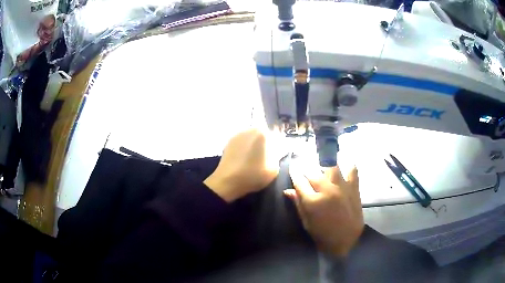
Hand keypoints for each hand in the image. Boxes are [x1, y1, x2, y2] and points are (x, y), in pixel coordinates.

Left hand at [204, 129, 280, 202]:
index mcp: (263, 133)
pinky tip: (245, 159)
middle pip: (264, 135)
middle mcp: (250, 129)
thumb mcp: (274, 169)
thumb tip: (277, 151)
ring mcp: (238, 134)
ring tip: (255, 159)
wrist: (227, 182)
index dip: (278, 147)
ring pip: (253, 138)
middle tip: (267, 158)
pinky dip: (246, 148)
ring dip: (256, 145)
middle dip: (267, 144)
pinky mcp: (229, 141)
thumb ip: (278, 156)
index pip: (277, 136)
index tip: (277, 156)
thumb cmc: (253, 175)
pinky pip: (243, 142)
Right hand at [284, 163, 363, 256]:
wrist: (347, 240)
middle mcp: (327, 190)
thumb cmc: (323, 235)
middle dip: (305, 169)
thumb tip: (287, 191)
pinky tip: (342, 169)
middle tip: (304, 170)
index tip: (292, 168)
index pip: (299, 180)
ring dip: (323, 165)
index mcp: (313, 202)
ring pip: (331, 166)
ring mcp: (342, 187)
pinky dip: (347, 167)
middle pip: (312, 172)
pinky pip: (351, 170)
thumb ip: (298, 204)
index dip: (294, 173)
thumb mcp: (306, 223)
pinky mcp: (354, 187)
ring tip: (321, 167)